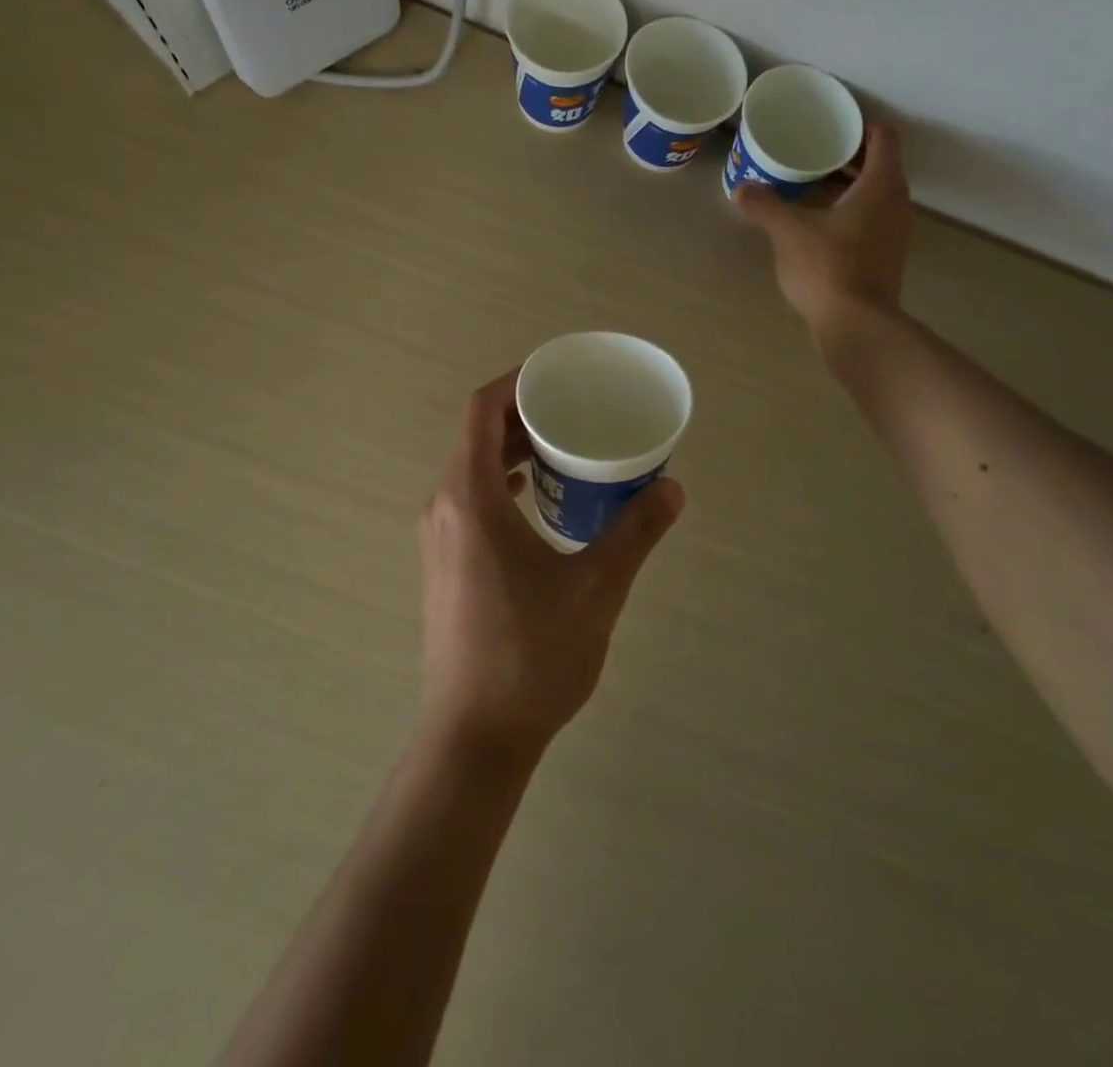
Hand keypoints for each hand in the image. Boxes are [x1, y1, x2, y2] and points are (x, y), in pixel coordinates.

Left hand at [417, 372, 684, 762]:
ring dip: (514, 450)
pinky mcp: (446, 564)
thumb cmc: (531, 655)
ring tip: (566, 449)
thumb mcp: (596, 588)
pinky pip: (473, 499)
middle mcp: (445, 507)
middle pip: (477, 435)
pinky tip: (542, 501)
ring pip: (474, 469)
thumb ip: (634, 532)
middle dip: (524, 414)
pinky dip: (505, 483)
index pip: (482, 410)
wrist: (474, 737)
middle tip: (576, 410)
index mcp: (470, 498)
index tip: (559, 375)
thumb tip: (672, 487)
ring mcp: (440, 538)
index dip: (517, 381)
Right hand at [734, 121, 910, 331]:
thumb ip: (764, 205)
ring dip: (850, 186)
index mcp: (881, 185)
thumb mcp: (788, 231)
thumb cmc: (828, 267)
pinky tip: (820, 224)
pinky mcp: (886, 258)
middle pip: (881, 166)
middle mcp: (897, 204)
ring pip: (876, 195)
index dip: (860, 126)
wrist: (856, 325)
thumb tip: (740, 189)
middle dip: (849, 156)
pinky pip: (871, 220)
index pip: (883, 138)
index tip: (832, 126)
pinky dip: (851, 213)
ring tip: (813, 185)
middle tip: (815, 152)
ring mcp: (895, 234)